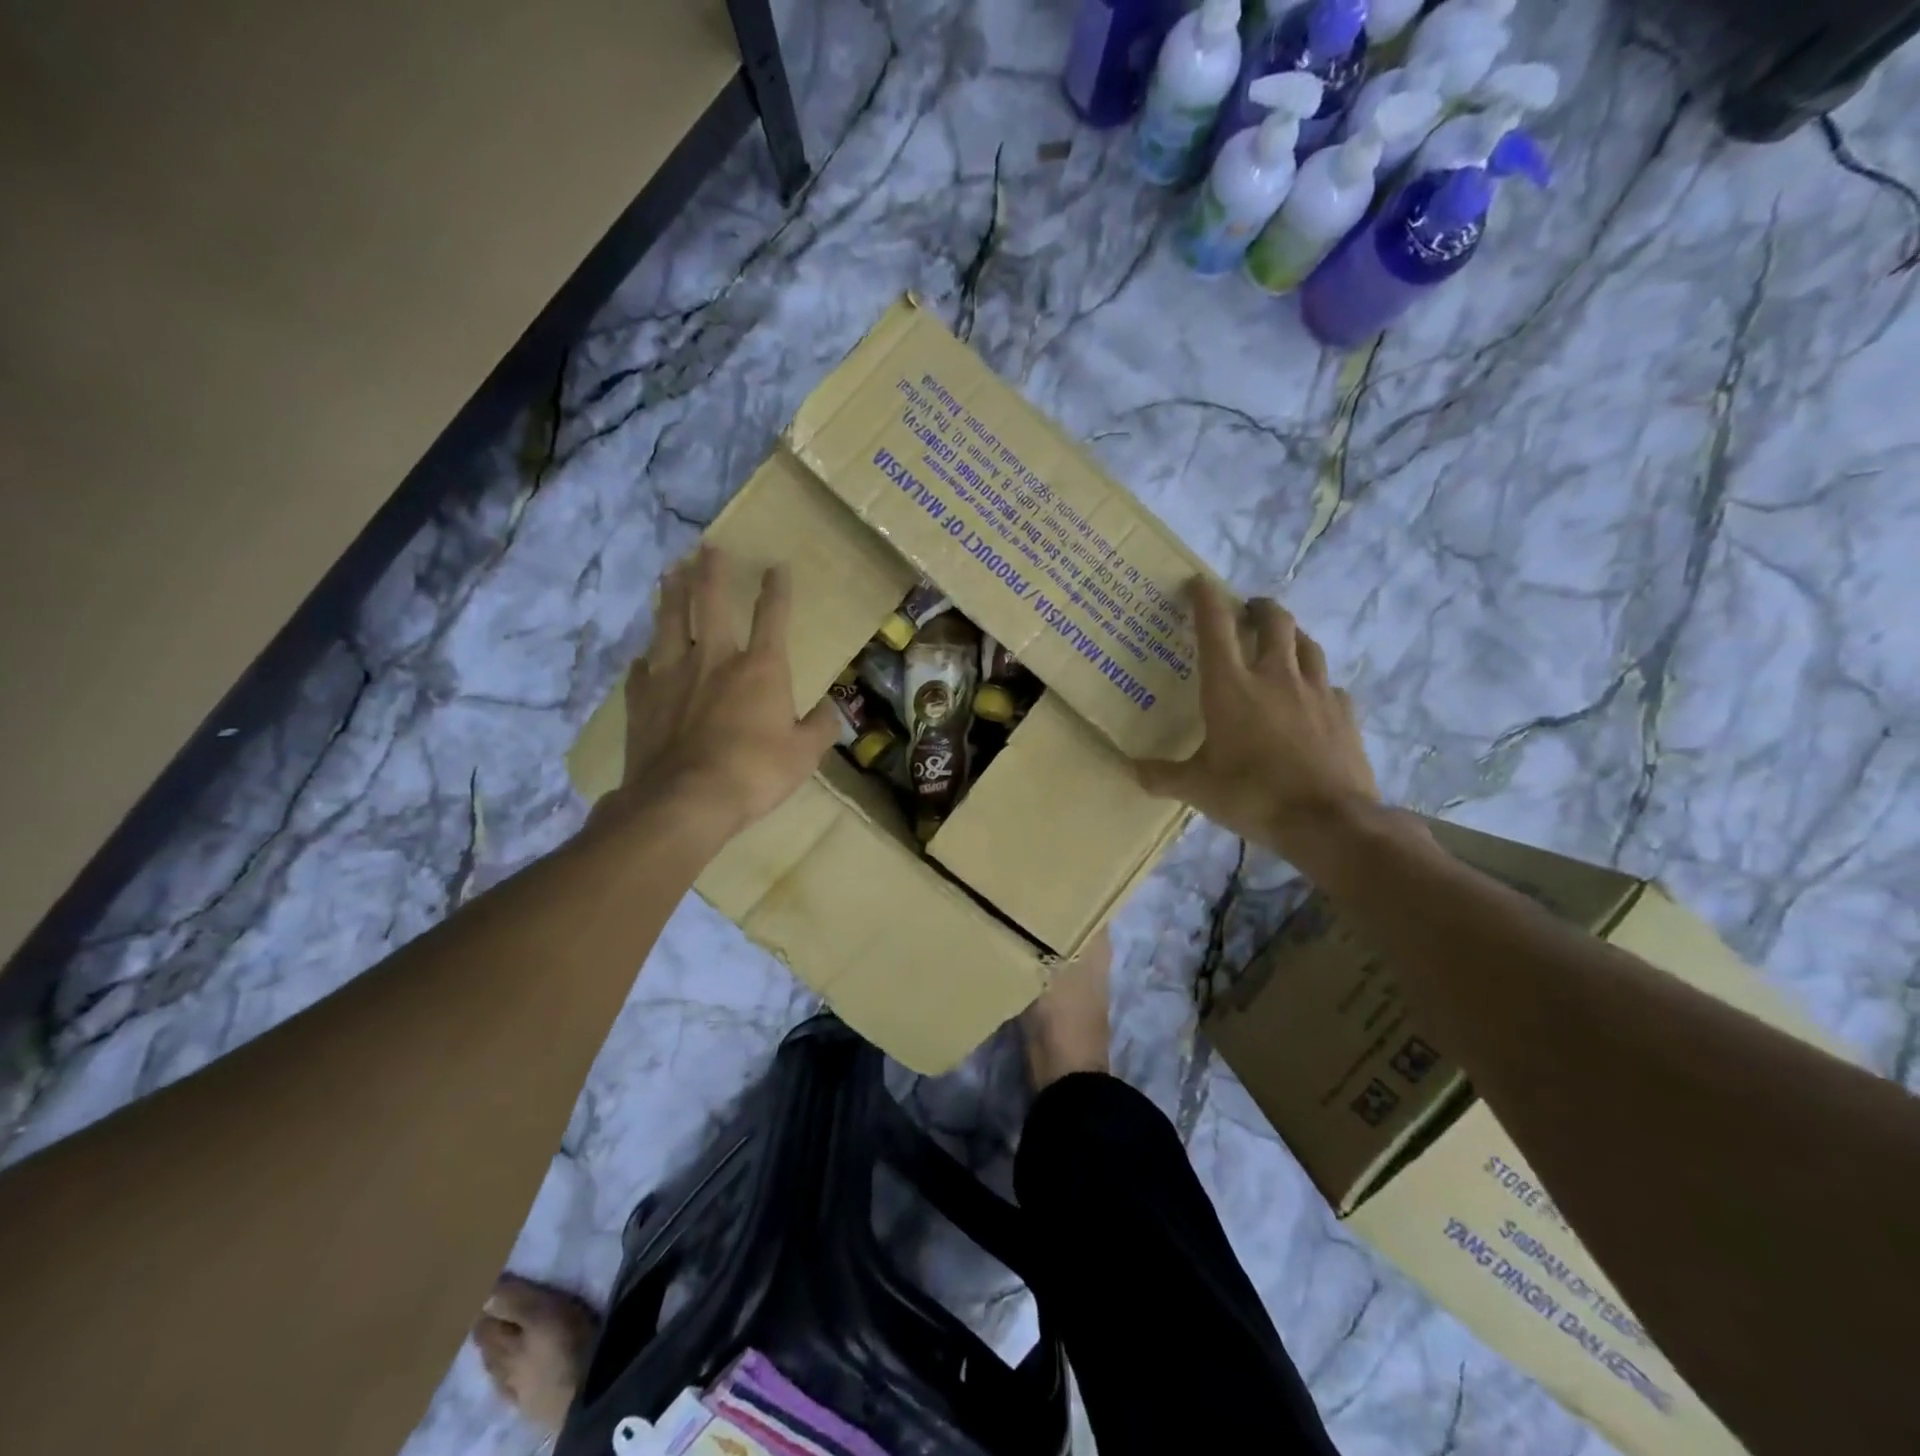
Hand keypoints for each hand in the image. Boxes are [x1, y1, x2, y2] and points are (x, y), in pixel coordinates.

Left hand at [608, 546, 839, 837]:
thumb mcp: (804, 755)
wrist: (685, 800)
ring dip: (671, 594)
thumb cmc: (754, 773)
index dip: (776, 588)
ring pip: (669, 621)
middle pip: (710, 602)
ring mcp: (672, 674)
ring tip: (670, 572)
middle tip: (708, 547)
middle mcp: (714, 658)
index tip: (776, 565)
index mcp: (760, 668)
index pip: (771, 616)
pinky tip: (642, 656)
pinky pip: (641, 669)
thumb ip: (820, 727)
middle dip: (711, 571)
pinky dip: (645, 660)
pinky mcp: (642, 698)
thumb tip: (829, 711)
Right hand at [1135, 578, 1380, 862]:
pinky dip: (1317, 682)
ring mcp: (1316, 691)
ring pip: (1307, 643)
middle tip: (1247, 611)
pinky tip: (1312, 697)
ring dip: (1291, 634)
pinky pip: (1330, 684)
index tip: (1199, 583)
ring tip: (1281, 641)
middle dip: (1258, 607)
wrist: (1328, 821)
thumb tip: (1132, 770)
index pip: (1215, 626)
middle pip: (1273, 620)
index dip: (1206, 598)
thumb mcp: (1198, 789)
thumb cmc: (1253, 796)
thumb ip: (1163, 776)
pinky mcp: (1344, 712)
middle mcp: (1275, 676)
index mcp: (1231, 687)